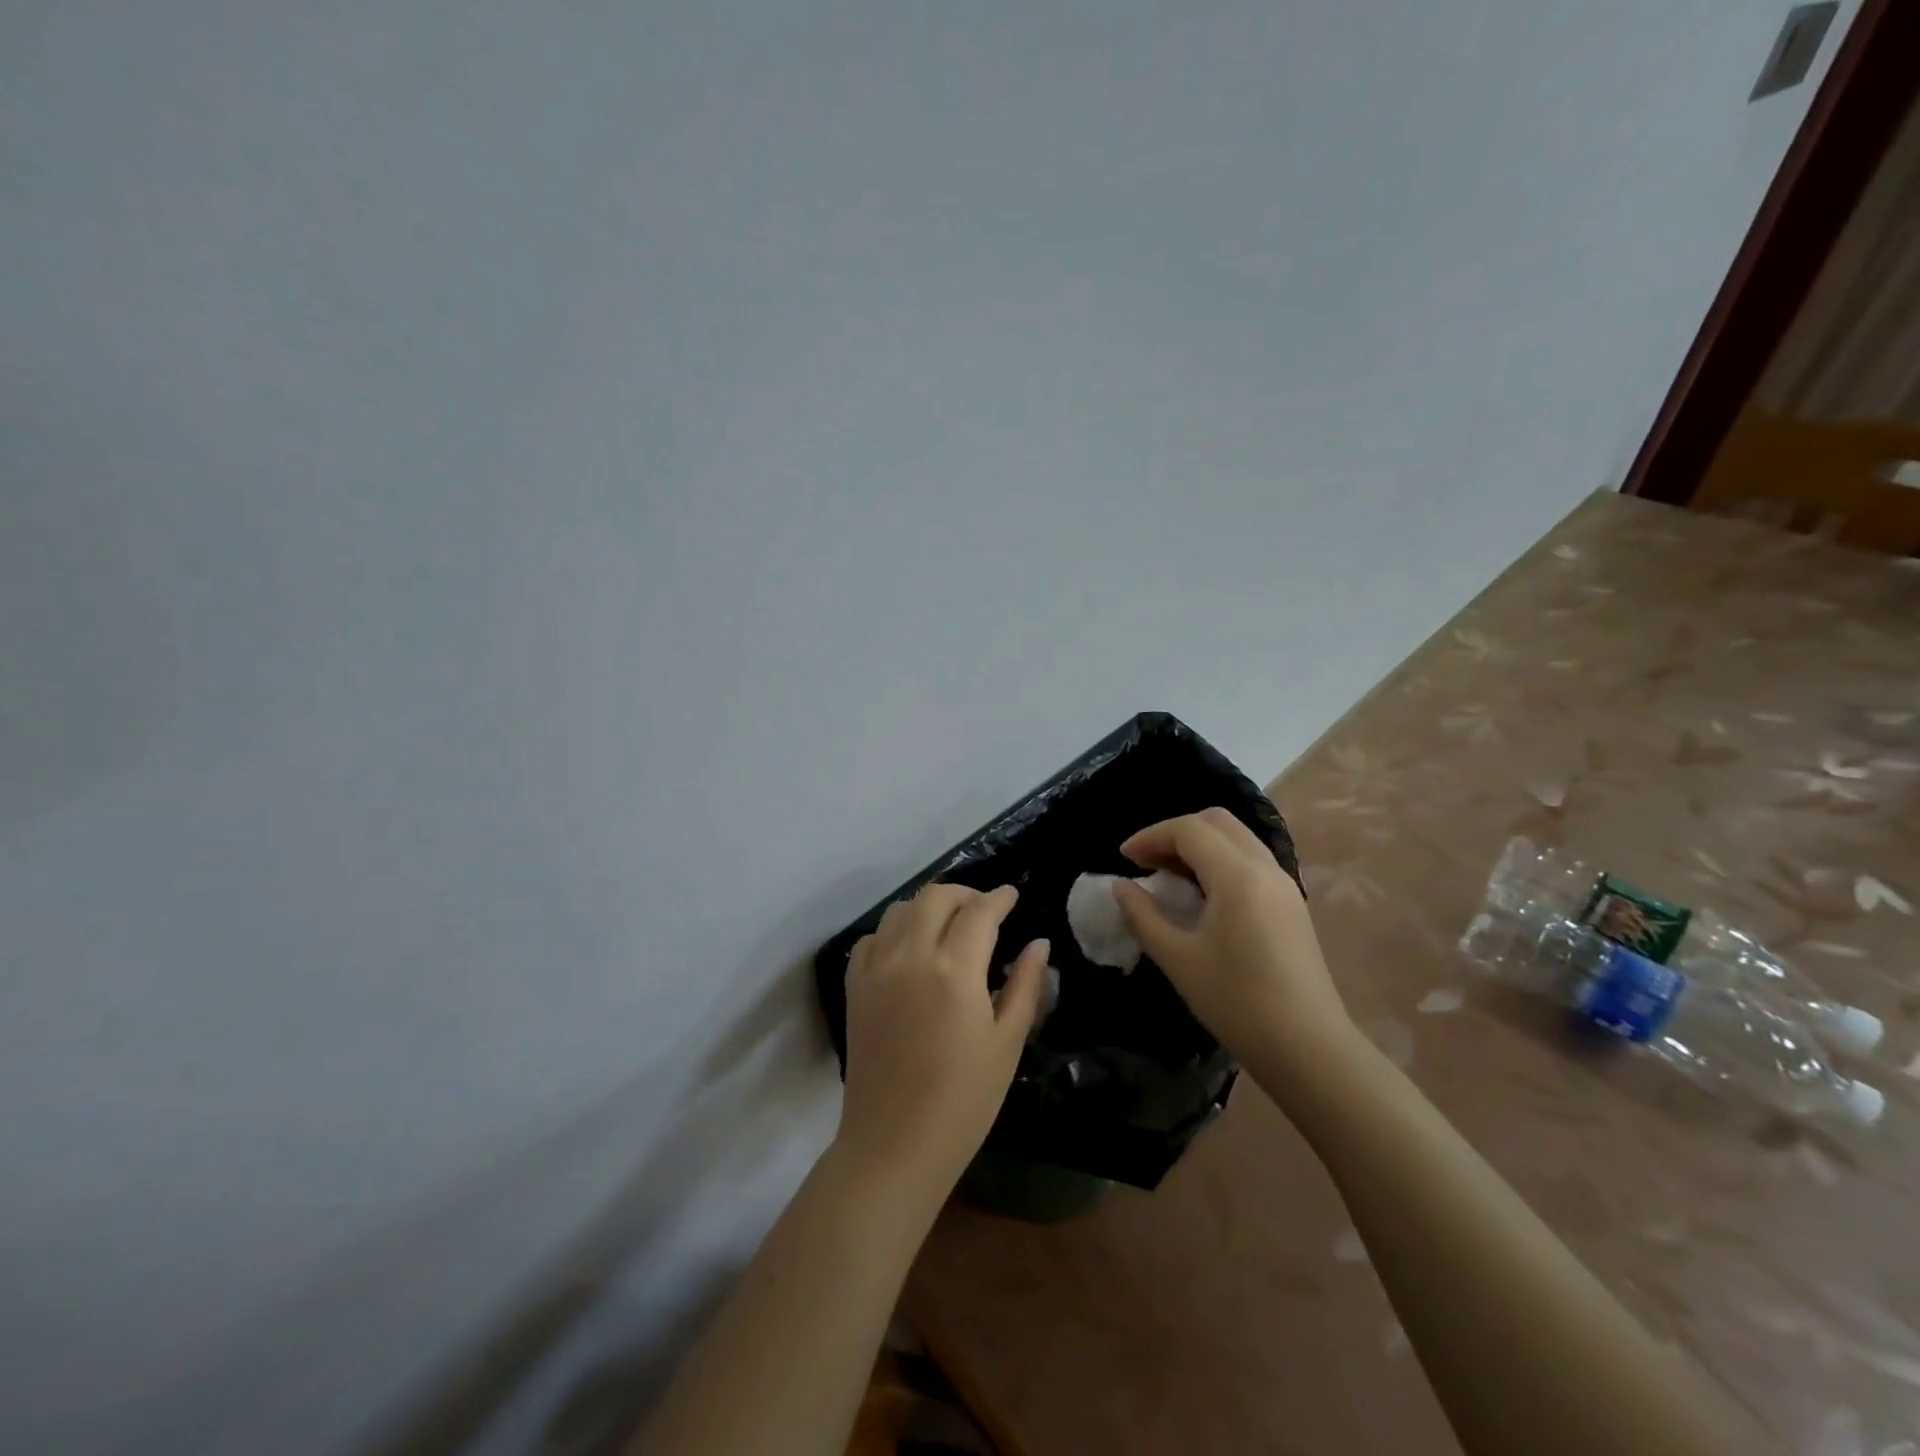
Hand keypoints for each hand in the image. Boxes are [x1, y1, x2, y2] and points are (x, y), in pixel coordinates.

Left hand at [835, 884, 1048, 1199]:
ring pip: (901, 909)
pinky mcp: (854, 986)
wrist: (894, 1145)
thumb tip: (1039, 943)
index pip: (979, 912)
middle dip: (965, 894)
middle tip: (986, 909)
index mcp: (954, 970)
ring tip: (950, 925)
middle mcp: (911, 956)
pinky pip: (873, 937)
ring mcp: (876, 969)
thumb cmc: (964, 1101)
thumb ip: (1025, 985)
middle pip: (936, 897)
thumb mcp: (1007, 1043)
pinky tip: (912, 950)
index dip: (999, 898)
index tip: (1013, 895)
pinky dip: (896, 930)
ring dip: (929, 906)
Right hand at [1113, 809, 1353, 1071]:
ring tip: (1169, 877)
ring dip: (1199, 845)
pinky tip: (1202, 895)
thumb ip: (1143, 915)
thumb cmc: (1236, 1001)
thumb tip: (1120, 887)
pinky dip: (1219, 861)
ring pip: (1237, 838)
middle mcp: (1265, 867)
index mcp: (1237, 875)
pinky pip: (1250, 861)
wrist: (1308, 1048)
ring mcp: (1284, 884)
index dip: (1151, 836)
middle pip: (1216, 822)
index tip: (1124, 859)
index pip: (1188, 830)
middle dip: (1176, 833)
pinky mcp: (1291, 904)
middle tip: (1146, 861)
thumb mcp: (1178, 958)